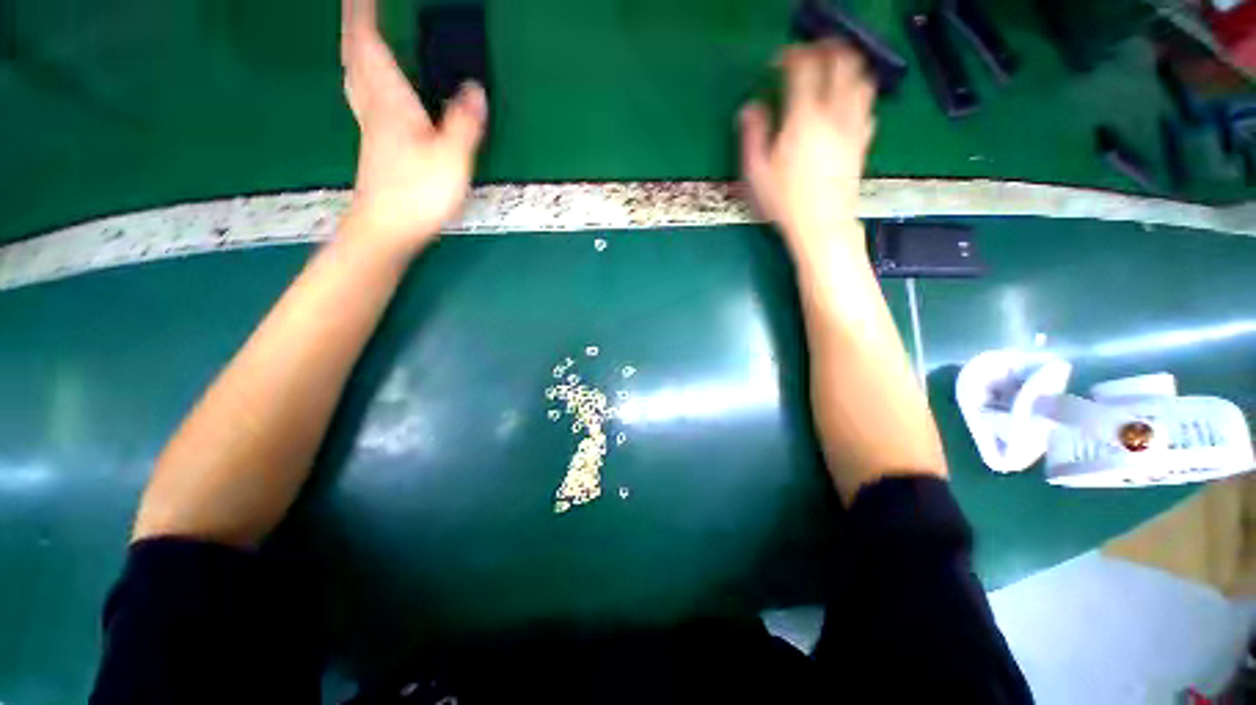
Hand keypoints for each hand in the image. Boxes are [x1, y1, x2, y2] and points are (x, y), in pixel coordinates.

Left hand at [340, 0, 486, 257]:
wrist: (387, 228)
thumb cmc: (418, 193)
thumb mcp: (451, 158)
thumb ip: (463, 122)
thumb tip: (475, 89)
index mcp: (389, 100)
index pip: (369, 41)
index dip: (363, 10)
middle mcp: (373, 105)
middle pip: (355, 52)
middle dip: (356, 22)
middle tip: (360, 4)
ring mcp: (371, 125)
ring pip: (355, 71)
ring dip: (355, 45)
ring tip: (362, 30)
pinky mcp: (375, 142)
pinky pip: (363, 91)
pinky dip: (363, 72)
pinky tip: (373, 80)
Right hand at [739, 41, 875, 255]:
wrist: (821, 225)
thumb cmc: (785, 202)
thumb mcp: (757, 172)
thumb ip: (753, 135)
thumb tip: (750, 109)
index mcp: (804, 119)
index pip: (803, 69)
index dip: (792, 57)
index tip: (781, 61)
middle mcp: (834, 114)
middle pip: (841, 62)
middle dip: (827, 51)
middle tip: (812, 55)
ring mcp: (853, 127)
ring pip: (862, 79)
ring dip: (849, 68)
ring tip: (833, 73)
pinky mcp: (863, 142)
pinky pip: (868, 107)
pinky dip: (858, 97)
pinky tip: (847, 106)